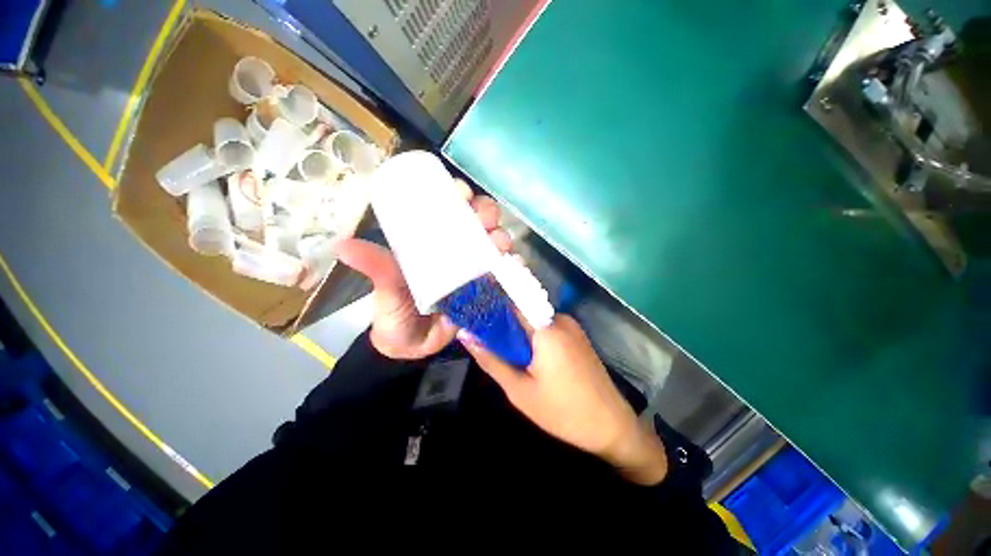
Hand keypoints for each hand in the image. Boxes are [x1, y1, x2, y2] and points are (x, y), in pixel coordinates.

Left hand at [335, 188, 511, 359]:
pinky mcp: (487, 288)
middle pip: (479, 222)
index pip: (449, 209)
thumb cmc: (396, 313)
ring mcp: (476, 268)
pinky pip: (505, 272)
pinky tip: (513, 264)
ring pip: (495, 243)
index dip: (460, 195)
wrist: (413, 348)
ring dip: (502, 238)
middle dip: (487, 214)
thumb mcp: (387, 289)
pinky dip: (513, 265)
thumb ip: (376, 269)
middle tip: (485, 221)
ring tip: (499, 245)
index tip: (462, 194)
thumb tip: (342, 245)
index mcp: (433, 242)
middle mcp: (458, 250)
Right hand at [461, 315, 668, 484]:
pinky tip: (528, 357)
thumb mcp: (519, 390)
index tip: (473, 313)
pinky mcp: (577, 335)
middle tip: (486, 341)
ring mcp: (572, 326)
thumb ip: (491, 360)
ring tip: (507, 353)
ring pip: (534, 320)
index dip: (491, 306)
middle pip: (522, 311)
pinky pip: (547, 328)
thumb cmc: (562, 411)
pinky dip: (534, 337)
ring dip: (519, 333)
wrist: (611, 426)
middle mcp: (560, 319)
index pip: (511, 302)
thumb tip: (465, 335)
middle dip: (504, 324)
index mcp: (545, 328)